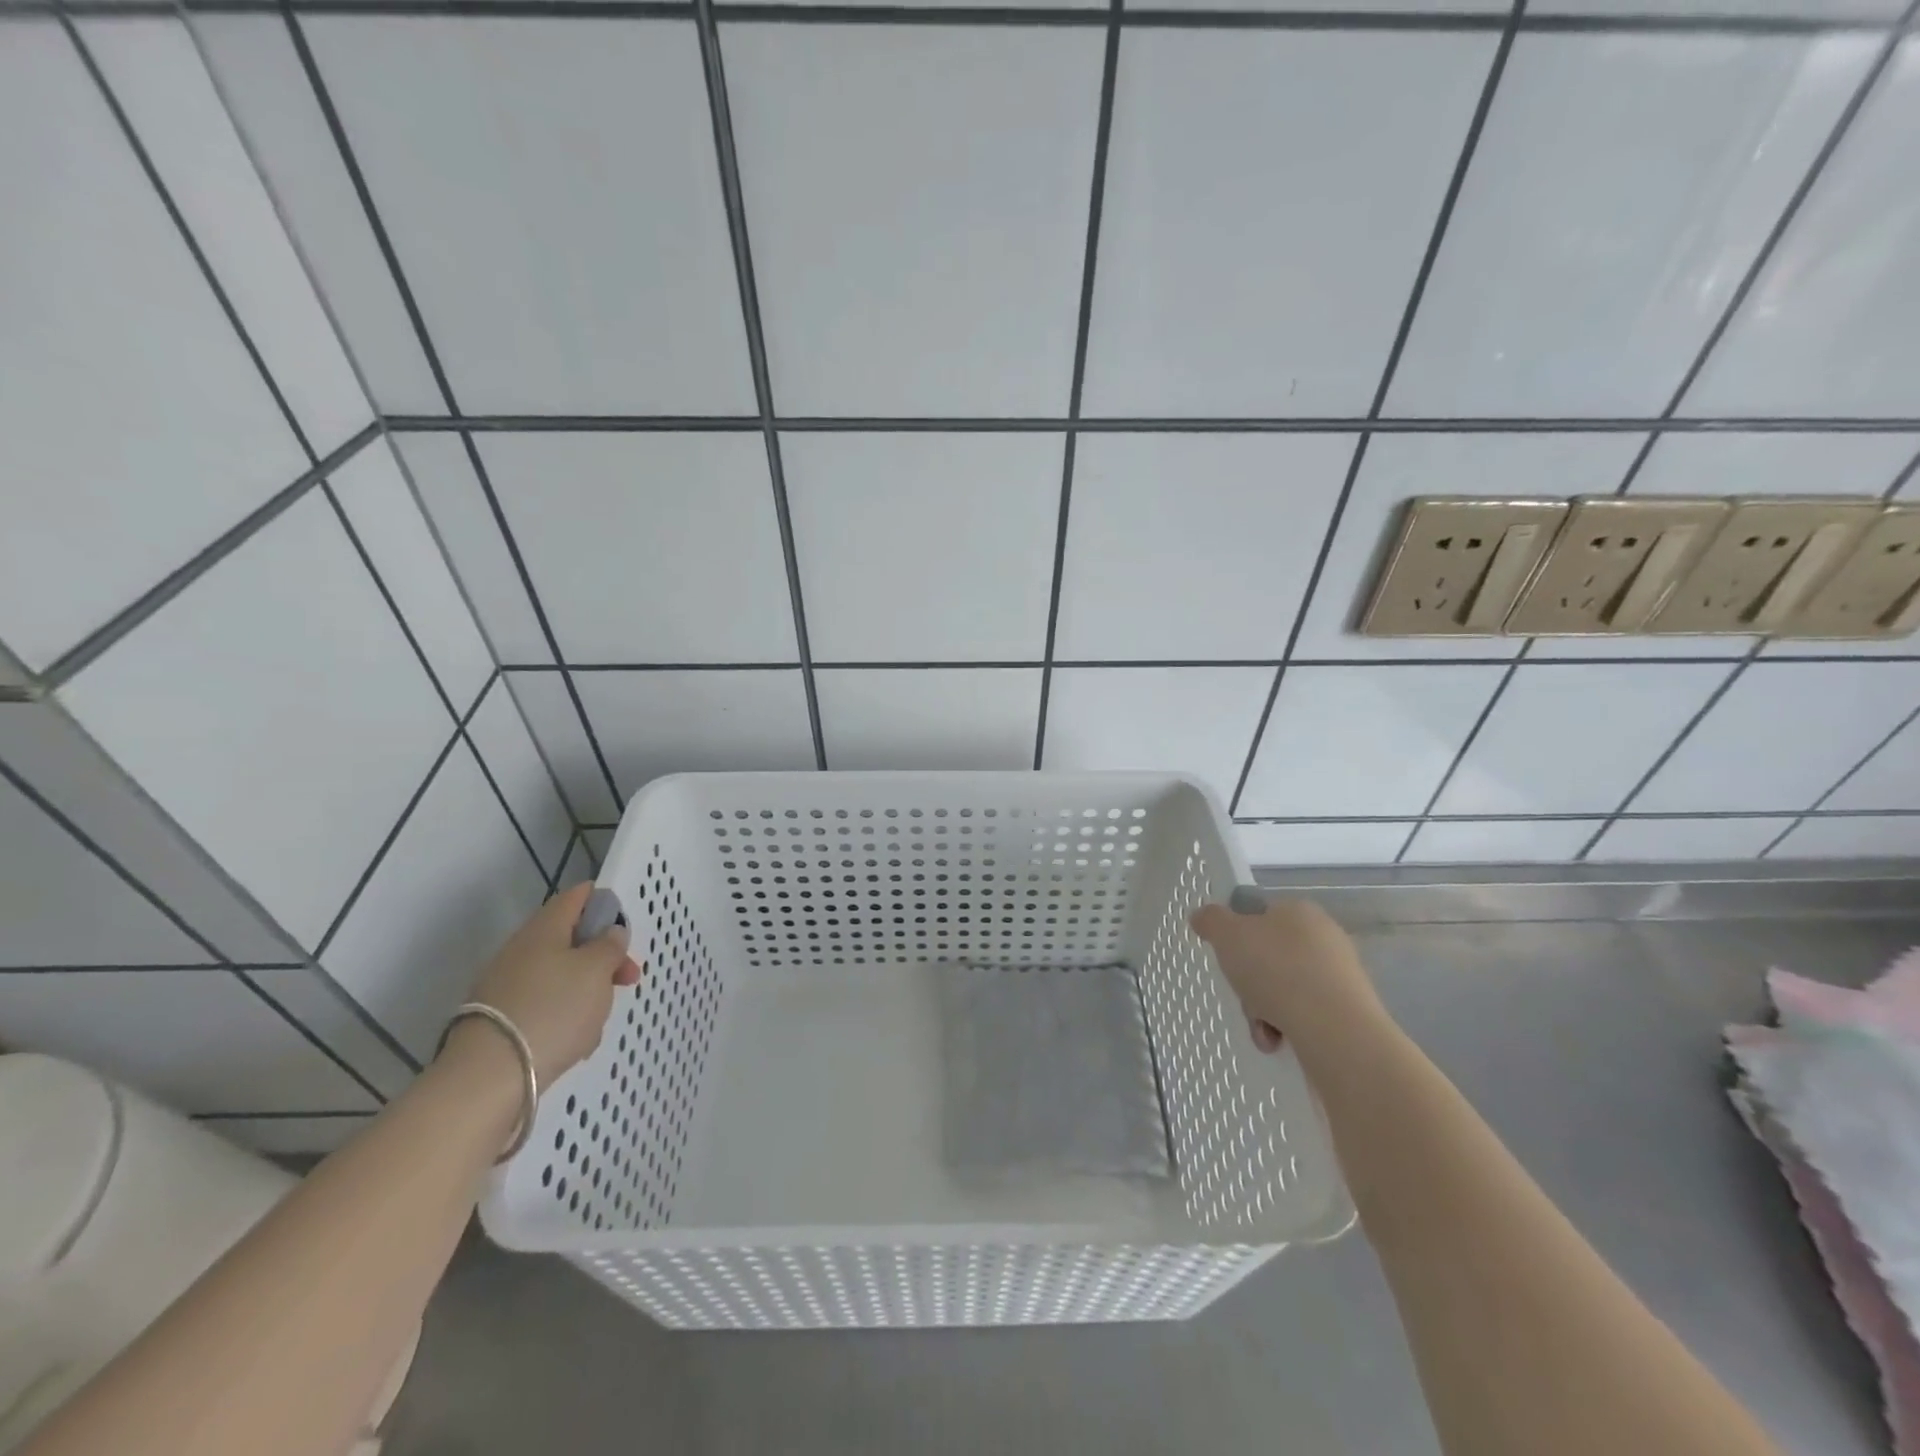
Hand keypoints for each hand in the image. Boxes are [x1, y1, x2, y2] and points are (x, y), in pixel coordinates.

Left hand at [465, 882, 642, 1083]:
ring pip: (560, 977)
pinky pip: (544, 1007)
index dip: (605, 904)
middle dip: (603, 958)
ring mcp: (506, 986)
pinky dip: (564, 1018)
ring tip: (598, 1021)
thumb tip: (610, 932)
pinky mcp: (501, 1020)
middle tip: (628, 979)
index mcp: (544, 928)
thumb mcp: (597, 970)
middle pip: (571, 940)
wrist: (489, 1077)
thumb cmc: (554, 1009)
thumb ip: (610, 945)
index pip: (577, 897)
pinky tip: (575, 1043)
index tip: (625, 930)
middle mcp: (521, 950)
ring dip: (587, 992)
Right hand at [1189, 895, 1385, 1058]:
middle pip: (1270, 956)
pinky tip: (1279, 1041)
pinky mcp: (1350, 1011)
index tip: (1228, 959)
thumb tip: (1202, 916)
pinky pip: (1306, 1014)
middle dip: (1250, 982)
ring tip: (1262, 1031)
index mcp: (1299, 910)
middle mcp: (1325, 937)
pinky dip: (1288, 1027)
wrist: (1335, 1030)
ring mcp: (1340, 976)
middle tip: (1243, 998)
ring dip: (1265, 1010)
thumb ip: (1211, 920)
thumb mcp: (1227, 935)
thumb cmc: (1276, 969)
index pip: (1261, 915)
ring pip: (1285, 988)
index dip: (1239, 936)